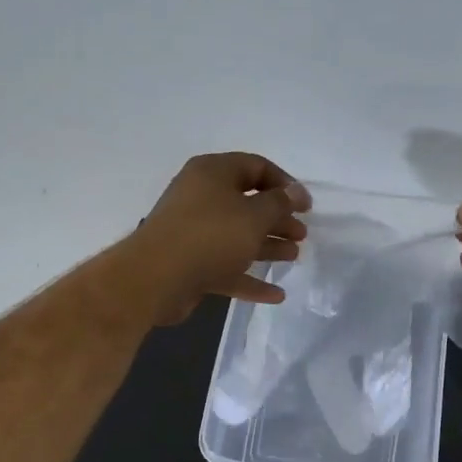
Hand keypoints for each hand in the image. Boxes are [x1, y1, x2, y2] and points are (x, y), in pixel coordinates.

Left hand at [122, 153, 310, 324]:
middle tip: (301, 234)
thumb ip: (279, 203)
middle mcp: (201, 196)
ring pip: (237, 235)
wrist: (155, 278)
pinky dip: (249, 278)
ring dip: (267, 246)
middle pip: (247, 203)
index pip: (256, 166)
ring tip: (294, 257)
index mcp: (213, 173)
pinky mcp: (190, 263)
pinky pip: (226, 266)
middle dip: (278, 218)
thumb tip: (293, 192)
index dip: (285, 184)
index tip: (306, 206)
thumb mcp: (254, 215)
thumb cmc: (211, 235)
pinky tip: (276, 294)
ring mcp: (193, 231)